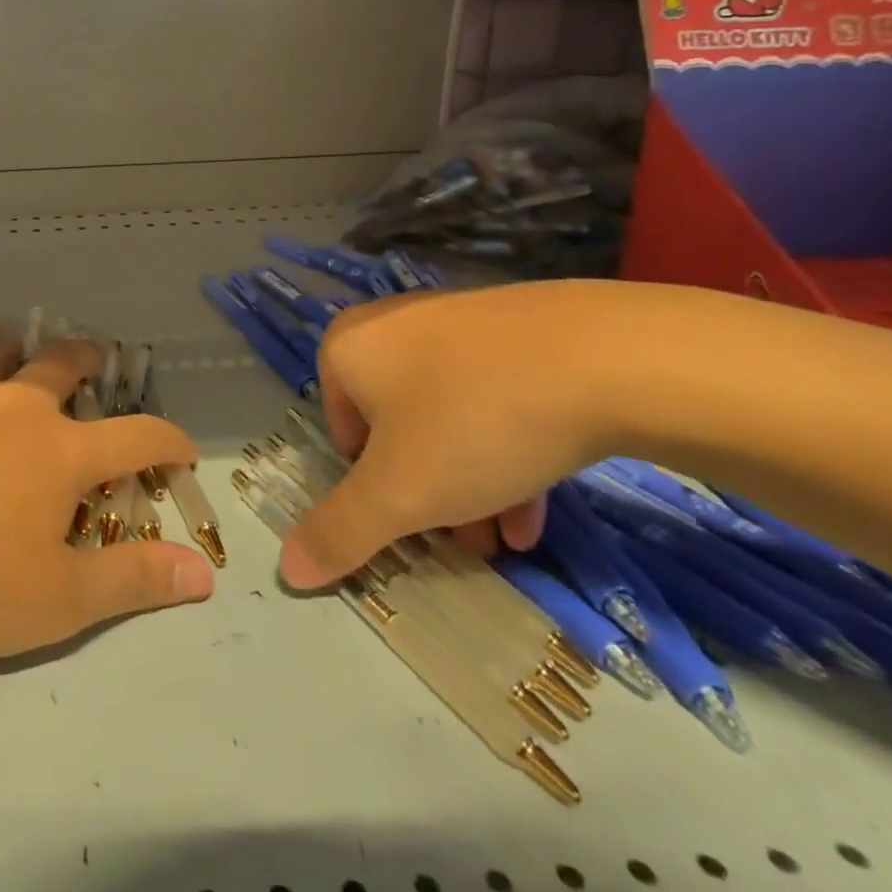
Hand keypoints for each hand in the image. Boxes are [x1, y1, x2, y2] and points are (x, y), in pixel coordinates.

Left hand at [0, 335, 214, 658]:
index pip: (134, 438)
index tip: (184, 448)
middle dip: (84, 359)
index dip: (167, 441)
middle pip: (58, 368)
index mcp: (58, 453)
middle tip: (94, 353)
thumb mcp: (59, 600)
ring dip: (8, 350)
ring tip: (13, 343)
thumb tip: (204, 571)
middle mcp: (12, 410)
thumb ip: (133, 581)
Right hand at [280, 281, 610, 589]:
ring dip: (469, 485)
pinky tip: (538, 508)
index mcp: (349, 348)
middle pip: (396, 428)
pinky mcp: (516, 330)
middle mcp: (392, 326)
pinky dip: (505, 450)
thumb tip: (288, 569)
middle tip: (463, 541)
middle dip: (426, 494)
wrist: (603, 356)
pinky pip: (492, 397)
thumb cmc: (472, 420)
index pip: (341, 430)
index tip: (412, 518)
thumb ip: (340, 530)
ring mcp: (456, 323)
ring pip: (448, 418)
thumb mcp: (400, 492)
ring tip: (506, 541)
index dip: (372, 486)